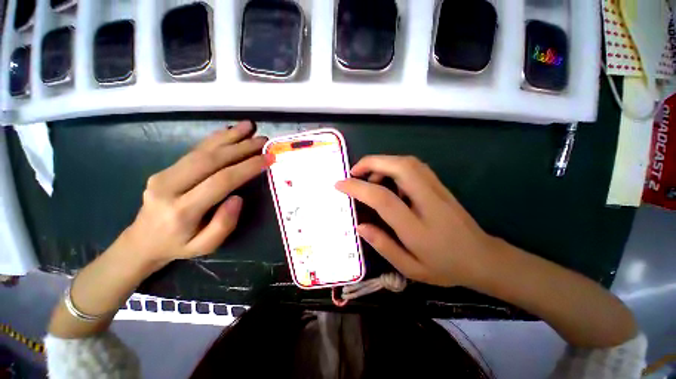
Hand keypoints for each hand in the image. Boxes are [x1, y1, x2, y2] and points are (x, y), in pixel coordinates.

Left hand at [119, 121, 272, 270]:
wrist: (142, 242)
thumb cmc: (179, 246)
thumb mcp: (206, 247)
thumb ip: (223, 224)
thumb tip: (237, 197)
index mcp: (182, 210)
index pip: (222, 181)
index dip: (247, 167)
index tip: (268, 158)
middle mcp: (169, 187)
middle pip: (211, 160)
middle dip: (241, 147)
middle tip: (263, 140)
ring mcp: (164, 174)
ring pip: (202, 150)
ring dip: (229, 137)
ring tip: (249, 126)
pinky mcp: (166, 169)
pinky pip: (193, 150)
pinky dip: (214, 139)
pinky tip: (229, 131)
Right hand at [336, 155, 495, 287]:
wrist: (483, 258)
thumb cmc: (444, 267)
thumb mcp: (410, 267)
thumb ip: (383, 245)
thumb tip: (360, 225)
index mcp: (417, 227)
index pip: (382, 198)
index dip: (358, 188)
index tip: (340, 184)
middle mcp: (427, 201)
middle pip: (399, 167)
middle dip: (371, 163)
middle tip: (353, 171)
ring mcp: (437, 189)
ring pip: (407, 162)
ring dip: (383, 162)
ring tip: (368, 177)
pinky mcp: (440, 185)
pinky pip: (414, 166)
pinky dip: (394, 165)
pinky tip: (387, 180)